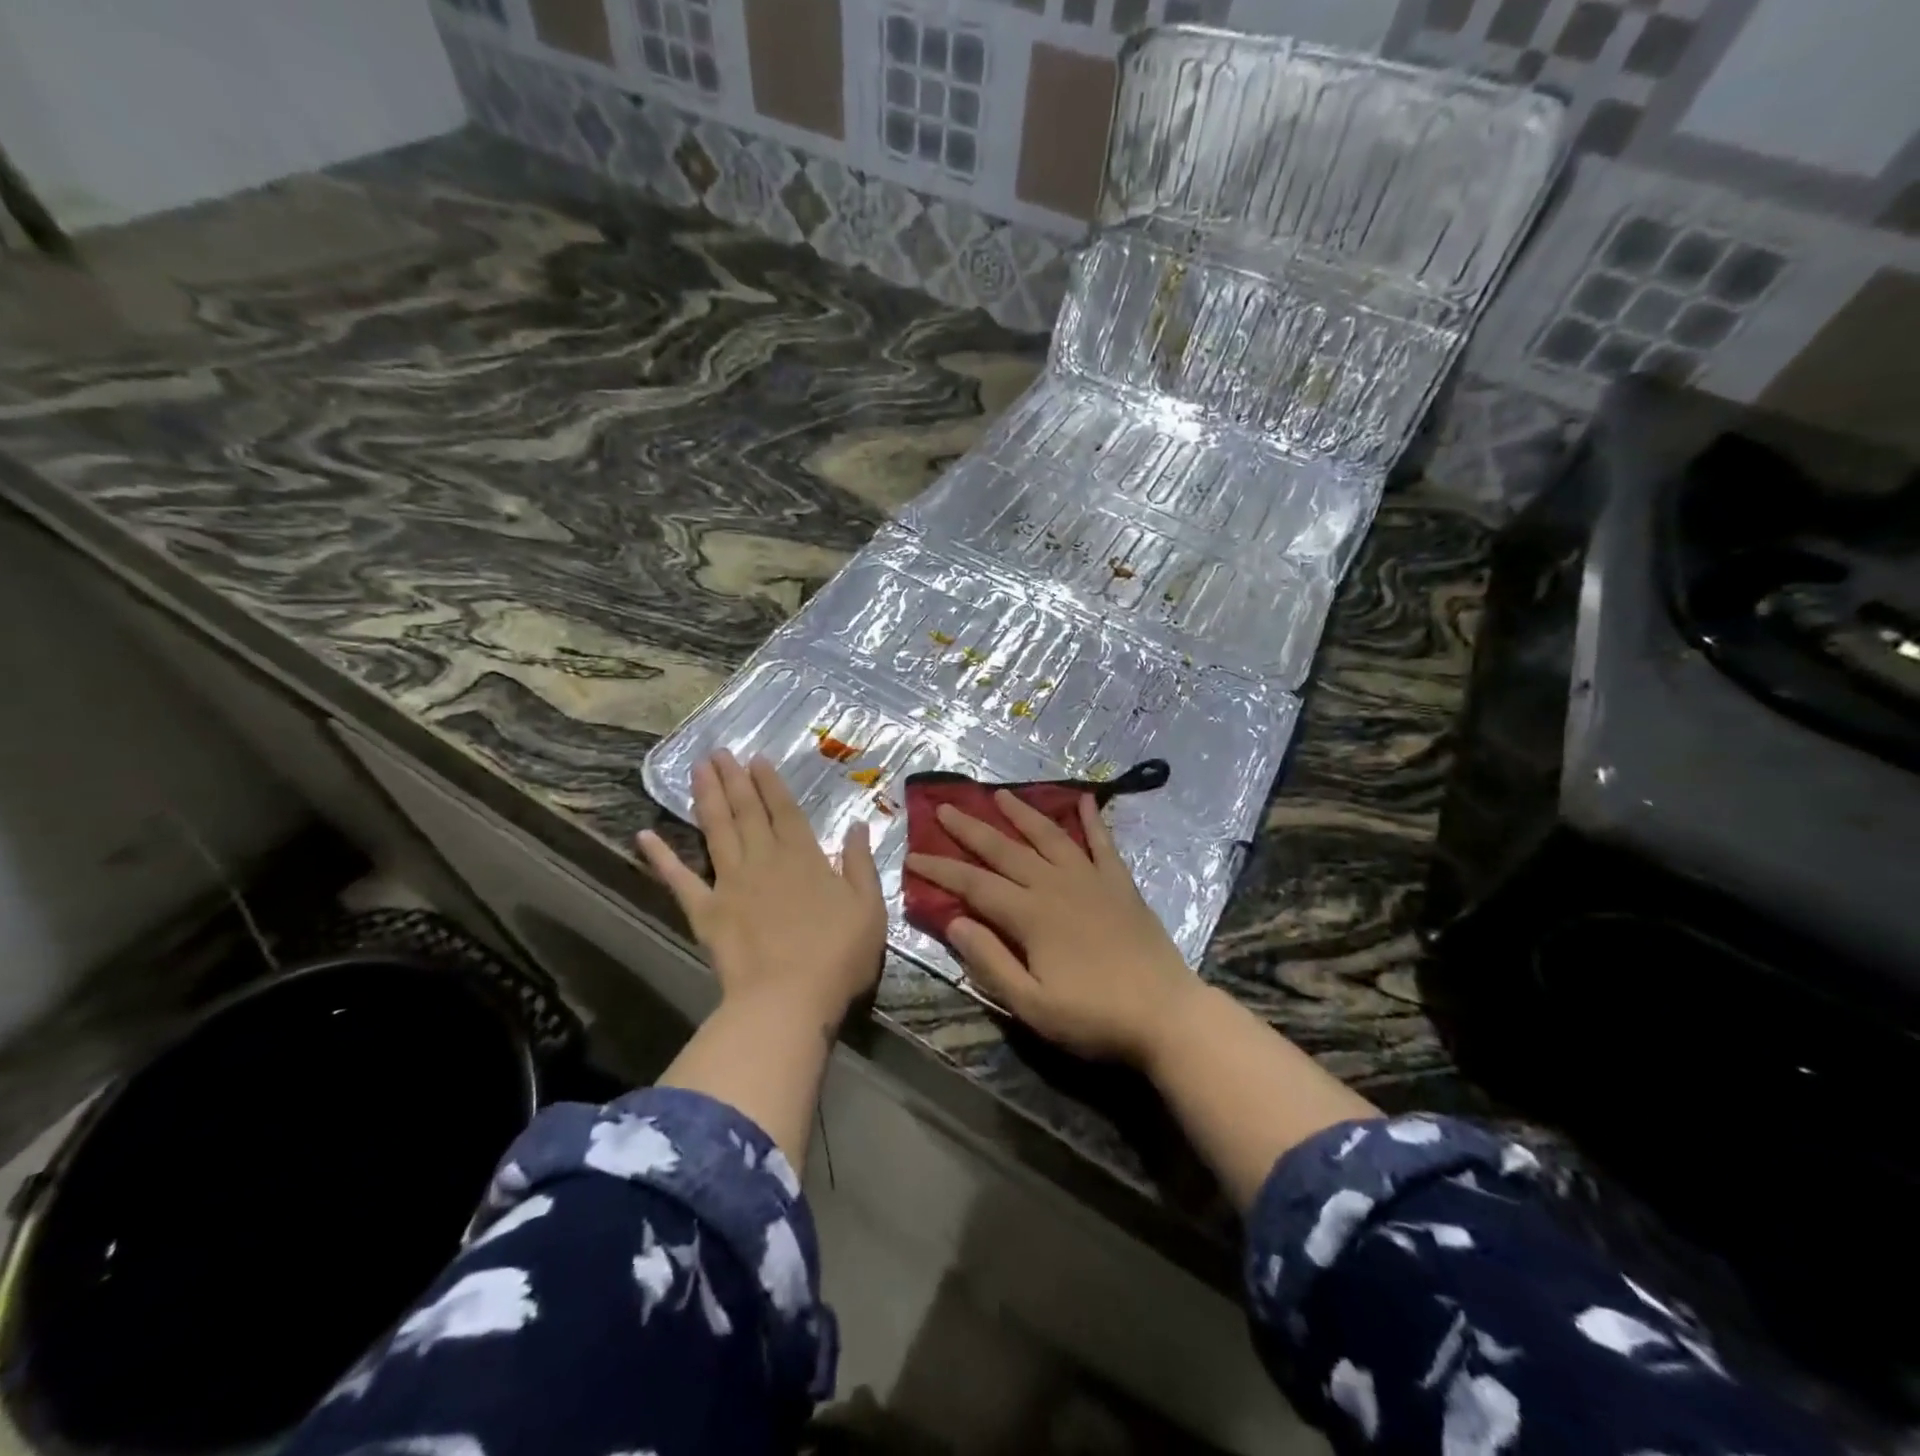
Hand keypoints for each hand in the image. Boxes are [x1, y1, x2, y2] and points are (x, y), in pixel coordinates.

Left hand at [639, 750, 885, 1023]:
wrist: (788, 998)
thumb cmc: (838, 955)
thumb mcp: (869, 907)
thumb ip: (861, 864)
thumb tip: (858, 826)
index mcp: (804, 856)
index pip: (784, 810)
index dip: (770, 783)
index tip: (756, 758)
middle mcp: (764, 859)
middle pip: (746, 812)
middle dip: (734, 780)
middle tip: (718, 752)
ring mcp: (730, 883)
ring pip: (716, 830)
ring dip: (707, 798)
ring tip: (697, 770)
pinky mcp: (706, 911)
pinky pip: (679, 879)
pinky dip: (661, 857)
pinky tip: (645, 835)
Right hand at [905, 791, 1198, 1066]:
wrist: (1166, 1014)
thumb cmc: (1094, 1016)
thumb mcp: (1031, 1005)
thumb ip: (990, 961)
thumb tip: (954, 922)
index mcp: (1030, 915)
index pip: (974, 885)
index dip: (942, 870)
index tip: (913, 856)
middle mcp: (1056, 886)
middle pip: (1005, 851)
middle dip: (971, 829)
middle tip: (945, 808)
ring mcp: (1091, 880)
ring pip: (1048, 837)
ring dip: (1022, 814)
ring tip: (1000, 794)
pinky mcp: (1120, 884)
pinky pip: (1103, 843)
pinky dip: (1092, 820)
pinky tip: (1084, 799)